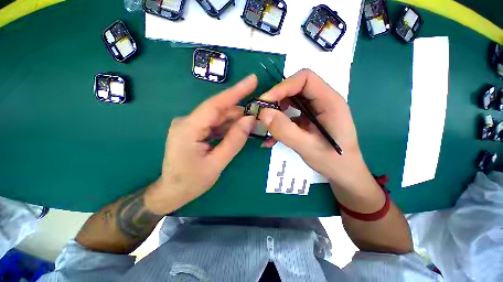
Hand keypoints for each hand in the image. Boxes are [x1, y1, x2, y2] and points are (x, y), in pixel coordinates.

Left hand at [145, 75, 257, 214]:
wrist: (172, 192)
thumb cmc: (192, 181)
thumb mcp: (217, 163)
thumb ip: (234, 140)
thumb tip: (249, 120)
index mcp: (189, 128)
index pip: (216, 104)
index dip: (236, 91)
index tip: (252, 80)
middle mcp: (188, 121)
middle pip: (219, 111)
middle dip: (240, 111)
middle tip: (260, 113)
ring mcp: (191, 125)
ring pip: (218, 118)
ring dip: (236, 120)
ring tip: (253, 123)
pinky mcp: (194, 131)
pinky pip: (215, 125)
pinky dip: (228, 127)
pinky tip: (240, 130)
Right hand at [258, 69, 371, 190]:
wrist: (343, 173)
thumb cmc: (332, 161)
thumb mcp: (307, 147)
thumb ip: (284, 130)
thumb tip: (263, 113)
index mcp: (329, 101)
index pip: (305, 79)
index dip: (283, 87)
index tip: (265, 102)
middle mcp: (322, 101)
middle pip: (295, 89)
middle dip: (276, 100)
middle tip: (262, 114)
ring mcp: (315, 110)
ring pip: (290, 102)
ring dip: (275, 113)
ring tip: (265, 127)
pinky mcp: (308, 120)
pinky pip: (290, 115)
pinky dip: (279, 124)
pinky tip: (271, 139)